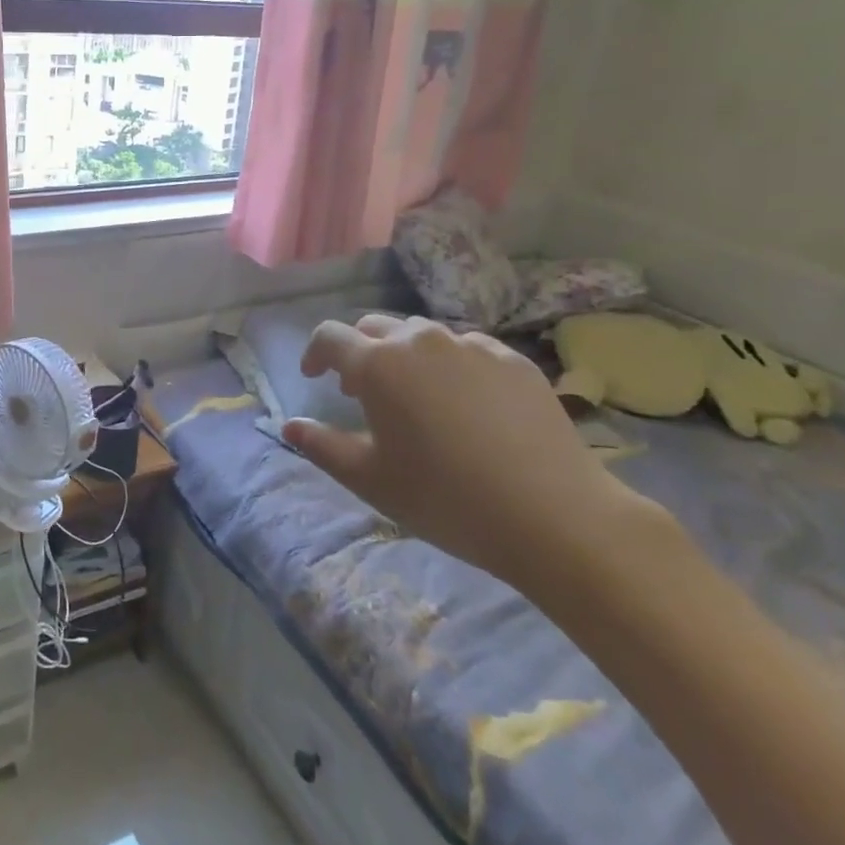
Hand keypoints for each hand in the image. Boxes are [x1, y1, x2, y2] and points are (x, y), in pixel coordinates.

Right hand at [286, 315, 653, 590]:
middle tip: (362, 392)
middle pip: (375, 327)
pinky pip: (467, 349)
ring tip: (416, 396)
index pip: (330, 337)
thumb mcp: (371, 480)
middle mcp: (420, 341)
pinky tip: (467, 404)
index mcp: (378, 364)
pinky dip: (451, 365)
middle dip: (360, 352)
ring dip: (405, 355)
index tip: (314, 377)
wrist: (555, 516)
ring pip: (422, 335)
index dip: (315, 352)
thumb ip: (322, 446)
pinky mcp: (513, 359)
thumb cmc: (446, 499)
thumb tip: (289, 425)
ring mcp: (471, 345)